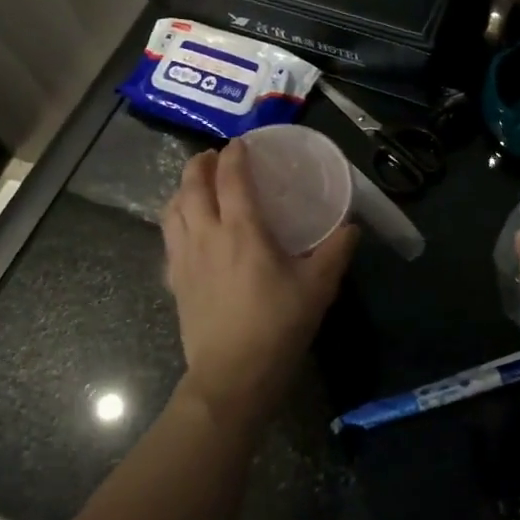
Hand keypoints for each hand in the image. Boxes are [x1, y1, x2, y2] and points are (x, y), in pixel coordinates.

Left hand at [161, 140, 358, 428]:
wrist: (232, 376)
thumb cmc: (278, 326)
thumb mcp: (318, 287)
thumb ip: (336, 251)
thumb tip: (351, 227)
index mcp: (242, 231)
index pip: (231, 178)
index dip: (234, 155)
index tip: (241, 144)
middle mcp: (207, 236)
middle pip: (192, 186)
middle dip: (200, 164)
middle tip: (214, 157)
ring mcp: (184, 258)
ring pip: (172, 210)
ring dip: (182, 189)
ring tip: (196, 186)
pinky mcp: (175, 281)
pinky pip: (168, 238)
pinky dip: (175, 220)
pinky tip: (186, 230)